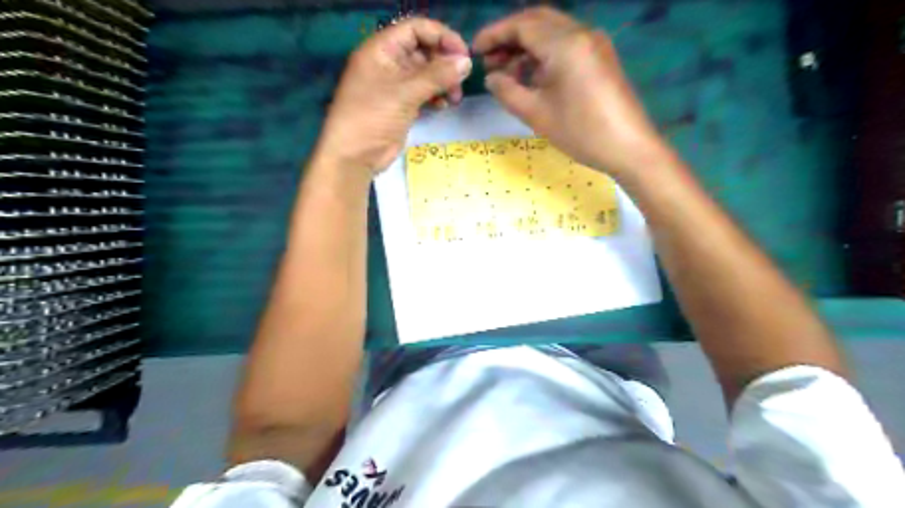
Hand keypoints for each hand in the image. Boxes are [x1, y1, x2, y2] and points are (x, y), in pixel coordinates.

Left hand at [316, 18, 474, 176]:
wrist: (354, 156)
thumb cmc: (373, 117)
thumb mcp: (405, 93)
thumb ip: (437, 75)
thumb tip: (466, 62)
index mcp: (382, 50)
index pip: (416, 29)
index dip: (441, 36)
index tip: (463, 54)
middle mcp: (388, 63)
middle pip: (423, 50)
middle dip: (444, 63)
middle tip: (462, 79)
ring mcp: (395, 85)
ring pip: (426, 73)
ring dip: (443, 82)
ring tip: (455, 98)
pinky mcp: (401, 105)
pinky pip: (423, 93)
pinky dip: (435, 96)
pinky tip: (444, 106)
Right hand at [474, 6, 671, 178]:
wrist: (629, 148)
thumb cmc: (581, 132)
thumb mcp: (536, 114)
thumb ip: (507, 91)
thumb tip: (491, 78)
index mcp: (564, 43)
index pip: (521, 25)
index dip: (494, 34)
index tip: (475, 50)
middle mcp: (581, 33)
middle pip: (537, 21)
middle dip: (510, 37)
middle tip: (490, 60)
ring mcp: (594, 43)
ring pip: (552, 32)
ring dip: (527, 46)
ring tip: (507, 72)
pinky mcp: (600, 57)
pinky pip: (566, 44)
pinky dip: (545, 54)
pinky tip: (533, 76)